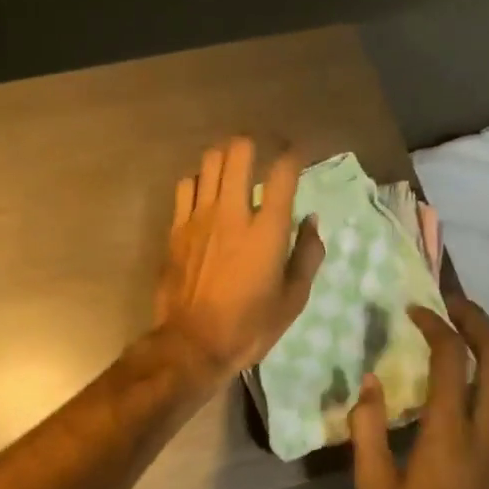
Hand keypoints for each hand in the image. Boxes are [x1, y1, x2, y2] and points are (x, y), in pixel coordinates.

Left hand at [155, 138, 325, 382]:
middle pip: (239, 151)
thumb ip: (307, 255)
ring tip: (235, 169)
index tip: (299, 154)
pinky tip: (206, 193)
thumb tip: (311, 221)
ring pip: (210, 161)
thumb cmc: (249, 327)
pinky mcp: (176, 228)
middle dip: (256, 143)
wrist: (192, 345)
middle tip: (264, 153)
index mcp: (267, 230)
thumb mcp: (293, 299)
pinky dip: (200, 180)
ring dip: (226, 158)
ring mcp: (199, 217)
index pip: (284, 172)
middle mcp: (233, 212)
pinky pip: (186, 185)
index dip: (295, 154)